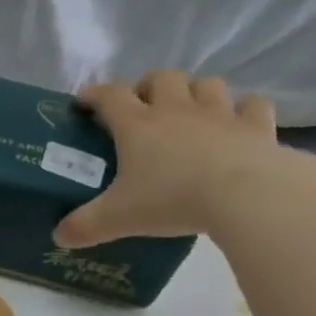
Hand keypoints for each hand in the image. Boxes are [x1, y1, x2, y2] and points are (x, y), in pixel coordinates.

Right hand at [54, 71, 284, 247]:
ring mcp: (220, 114)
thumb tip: (59, 237)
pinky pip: (253, 105)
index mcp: (137, 124)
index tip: (84, 101)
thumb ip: (86, 226)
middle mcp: (176, 109)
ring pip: (207, 84)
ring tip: (190, 112)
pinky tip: (239, 124)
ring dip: (196, 92)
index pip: (109, 95)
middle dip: (149, 86)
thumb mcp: (119, 218)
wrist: (246, 196)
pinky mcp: (257, 127)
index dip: (94, 94)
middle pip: (161, 77)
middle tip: (144, 108)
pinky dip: (245, 110)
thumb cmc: (173, 199)